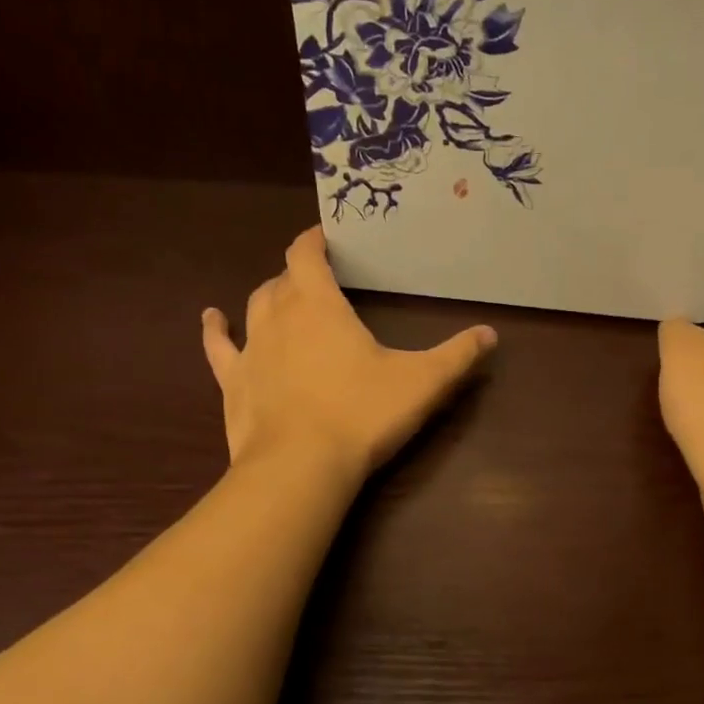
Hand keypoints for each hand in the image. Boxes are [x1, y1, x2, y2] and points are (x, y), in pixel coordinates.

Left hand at [203, 228, 497, 479]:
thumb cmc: (363, 414)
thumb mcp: (423, 383)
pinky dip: (217, 330)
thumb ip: (458, 356)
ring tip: (283, 297)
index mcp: (319, 304)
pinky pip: (219, 347)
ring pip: (254, 306)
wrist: (301, 467)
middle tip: (321, 280)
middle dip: (299, 274)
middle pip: (282, 279)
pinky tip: (213, 319)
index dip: (314, 240)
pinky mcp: (232, 383)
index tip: (326, 236)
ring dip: (269, 297)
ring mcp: (250, 349)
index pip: (306, 253)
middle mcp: (277, 315)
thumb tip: (491, 334)